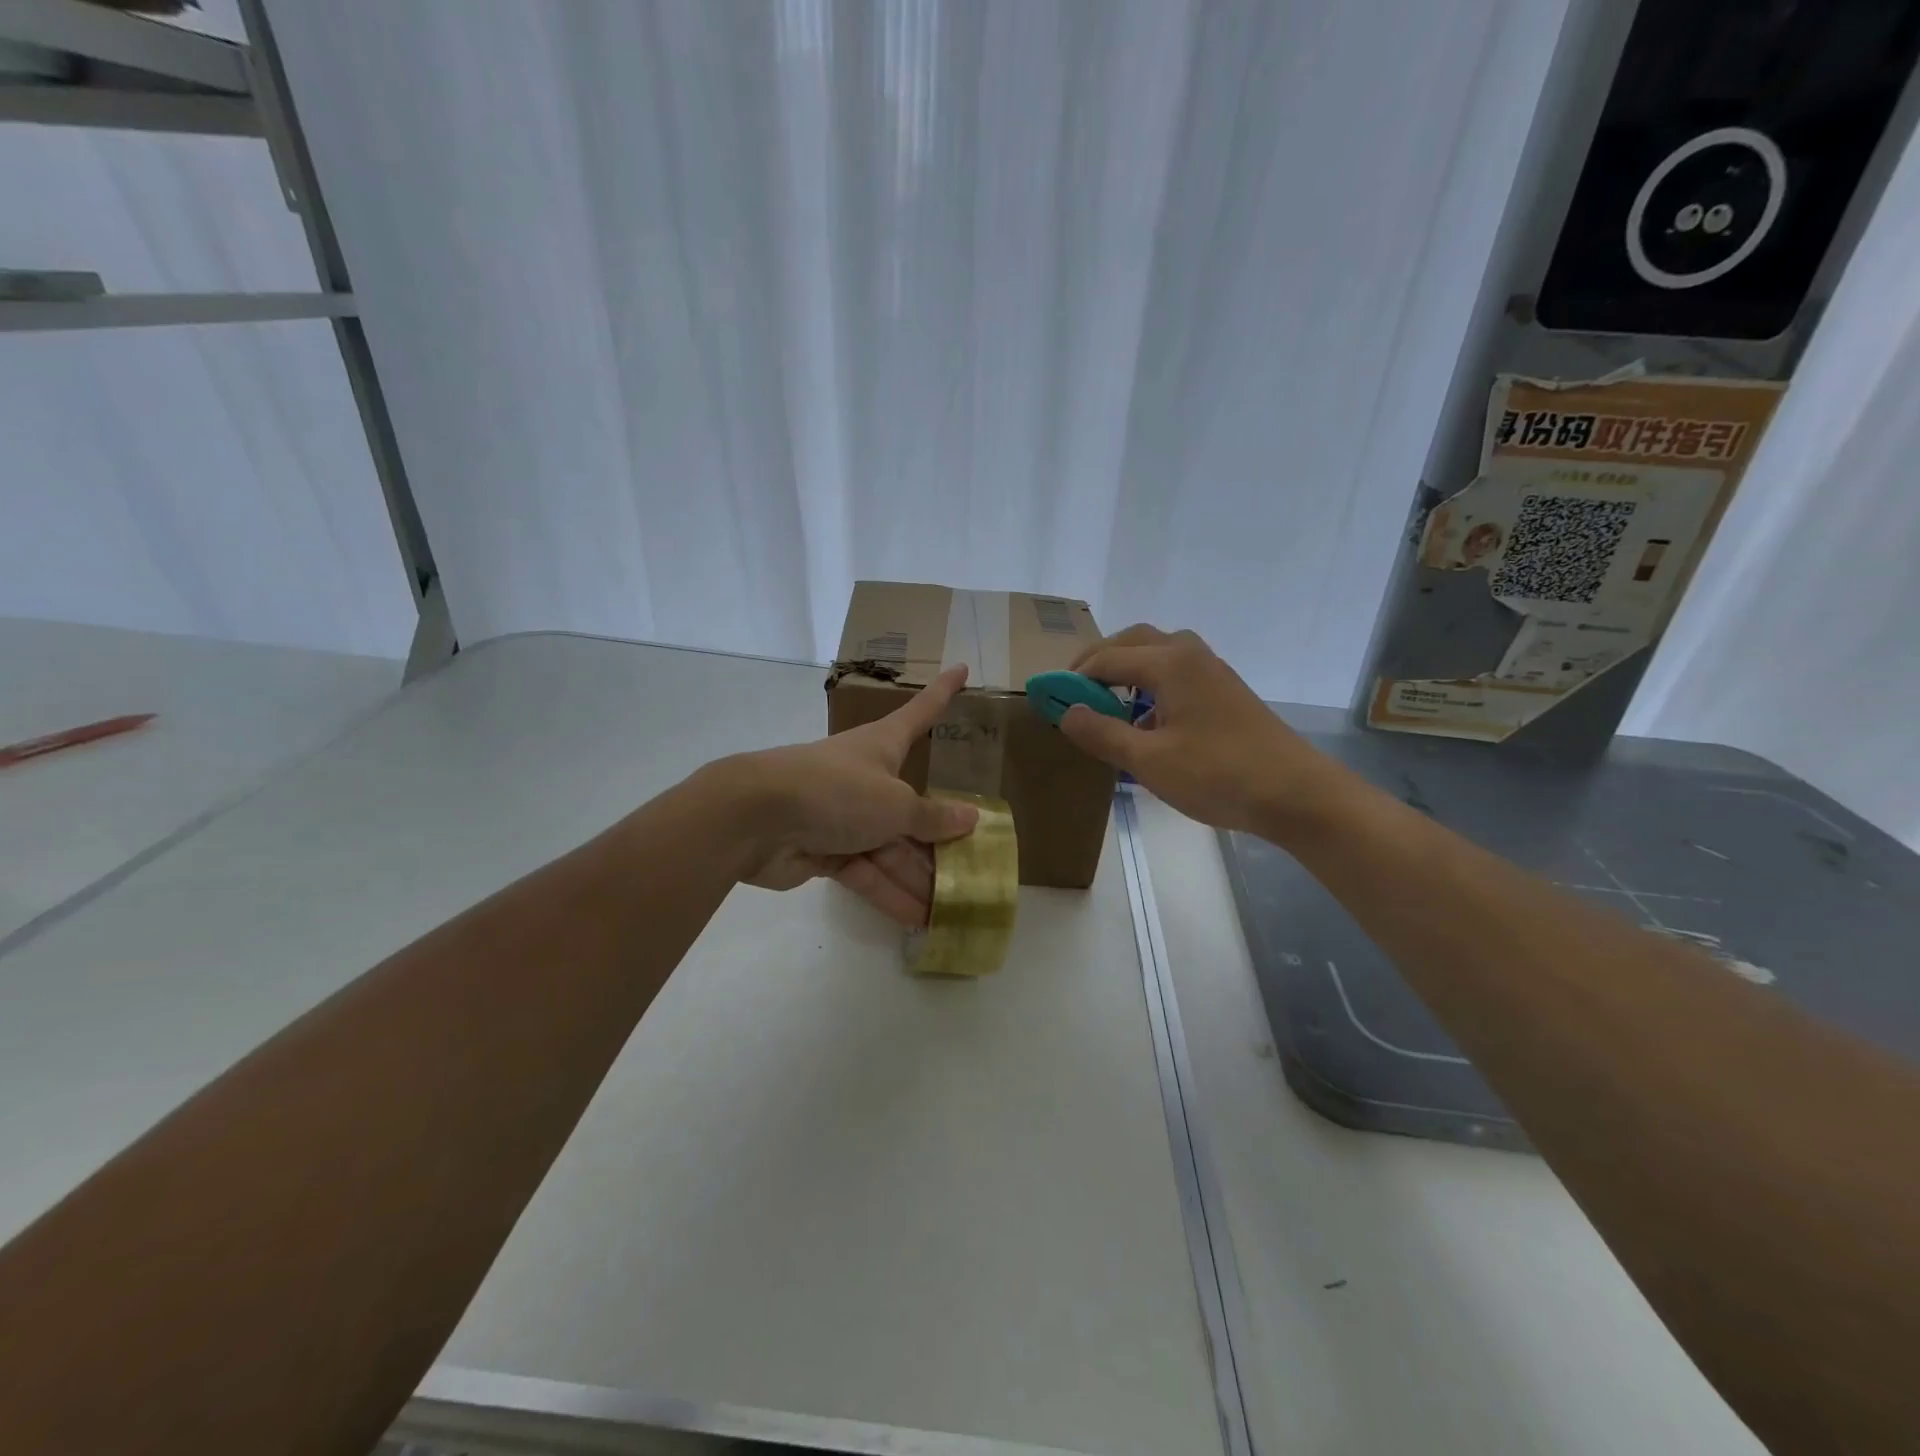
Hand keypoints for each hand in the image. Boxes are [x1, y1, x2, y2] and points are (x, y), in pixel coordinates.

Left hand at [718, 665, 979, 925]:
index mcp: (883, 746)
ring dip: (918, 875)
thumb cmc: (835, 791)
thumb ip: (932, 817)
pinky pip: (866, 872)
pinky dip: (888, 893)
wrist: (755, 819)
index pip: (921, 712)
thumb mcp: (894, 803)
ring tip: (955, 906)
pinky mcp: (824, 851)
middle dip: (940, 835)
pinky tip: (918, 919)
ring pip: (891, 846)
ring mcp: (844, 815)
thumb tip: (971, 819)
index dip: (943, 692)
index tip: (962, 668)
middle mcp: (866, 778)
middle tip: (977, 860)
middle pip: (912, 804)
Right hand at [1059, 625, 1339, 835]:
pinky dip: (1150, 686)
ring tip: (1105, 704)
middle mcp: (1190, 655)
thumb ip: (1101, 732)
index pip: (1106, 658)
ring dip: (1127, 671)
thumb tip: (1065, 711)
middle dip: (1099, 661)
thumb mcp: (1148, 760)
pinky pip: (1177, 674)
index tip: (1047, 698)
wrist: (1296, 793)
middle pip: (1133, 642)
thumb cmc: (1217, 774)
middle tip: (1074, 691)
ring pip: (1158, 655)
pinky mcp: (1225, 692)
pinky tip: (1145, 724)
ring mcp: (1212, 672)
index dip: (1073, 677)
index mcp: (1170, 662)